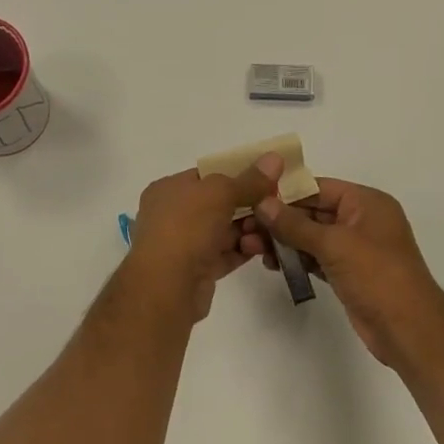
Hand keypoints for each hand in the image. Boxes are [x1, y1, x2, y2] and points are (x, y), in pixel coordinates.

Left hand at [124, 156, 283, 322]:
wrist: (167, 286)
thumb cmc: (186, 227)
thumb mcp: (219, 193)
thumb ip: (249, 179)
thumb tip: (275, 157)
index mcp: (169, 189)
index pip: (207, 176)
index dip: (237, 175)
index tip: (268, 178)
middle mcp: (173, 214)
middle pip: (218, 204)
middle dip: (248, 205)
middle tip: (276, 205)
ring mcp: (184, 244)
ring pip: (223, 231)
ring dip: (248, 229)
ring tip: (270, 230)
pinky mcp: (197, 270)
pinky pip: (225, 254)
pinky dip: (243, 250)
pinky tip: (264, 248)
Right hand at [257, 177, 443, 367]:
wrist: (408, 330)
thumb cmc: (377, 276)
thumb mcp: (334, 244)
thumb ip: (295, 224)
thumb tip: (262, 203)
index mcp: (366, 202)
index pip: (318, 188)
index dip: (285, 192)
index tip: (251, 197)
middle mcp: (361, 220)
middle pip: (312, 212)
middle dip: (279, 220)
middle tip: (245, 227)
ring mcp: (354, 248)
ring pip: (310, 236)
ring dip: (282, 240)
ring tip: (250, 247)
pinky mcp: (347, 272)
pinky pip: (314, 257)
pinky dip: (295, 258)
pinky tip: (270, 262)